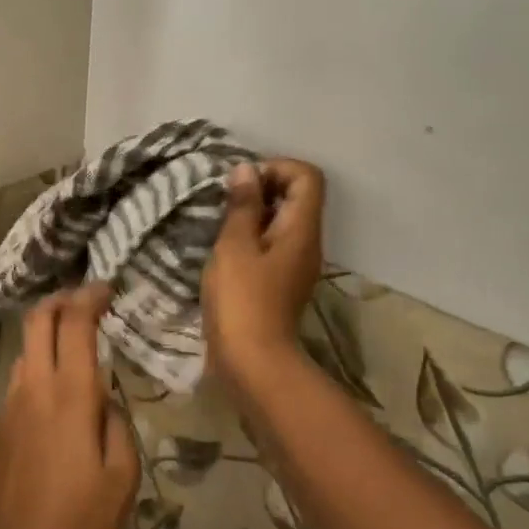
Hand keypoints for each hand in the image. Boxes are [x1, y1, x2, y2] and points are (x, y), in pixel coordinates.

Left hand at [0, 287, 140, 528]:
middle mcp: (33, 387)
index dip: (89, 296)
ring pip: (25, 348)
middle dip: (60, 300)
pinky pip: (19, 378)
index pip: (74, 323)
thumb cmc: (76, 522)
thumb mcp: (121, 479)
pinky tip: (55, 389)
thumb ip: (118, 426)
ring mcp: (9, 404)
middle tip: (84, 301)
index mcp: (69, 395)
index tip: (106, 287)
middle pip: (37, 320)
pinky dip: (38, 364)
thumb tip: (106, 401)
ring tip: (73, 342)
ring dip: (47, 332)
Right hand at [202, 160, 326, 385]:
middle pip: (297, 196)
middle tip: (226, 201)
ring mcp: (297, 263)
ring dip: (254, 212)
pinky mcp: (282, 281)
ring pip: (283, 220)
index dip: (276, 167)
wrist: (252, 361)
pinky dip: (252, 235)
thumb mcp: (234, 245)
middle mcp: (307, 242)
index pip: (306, 176)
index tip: (242, 184)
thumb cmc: (241, 299)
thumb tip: (247, 170)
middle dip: (262, 188)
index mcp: (301, 229)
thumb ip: (242, 205)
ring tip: (221, 222)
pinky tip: (225, 249)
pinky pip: (273, 243)